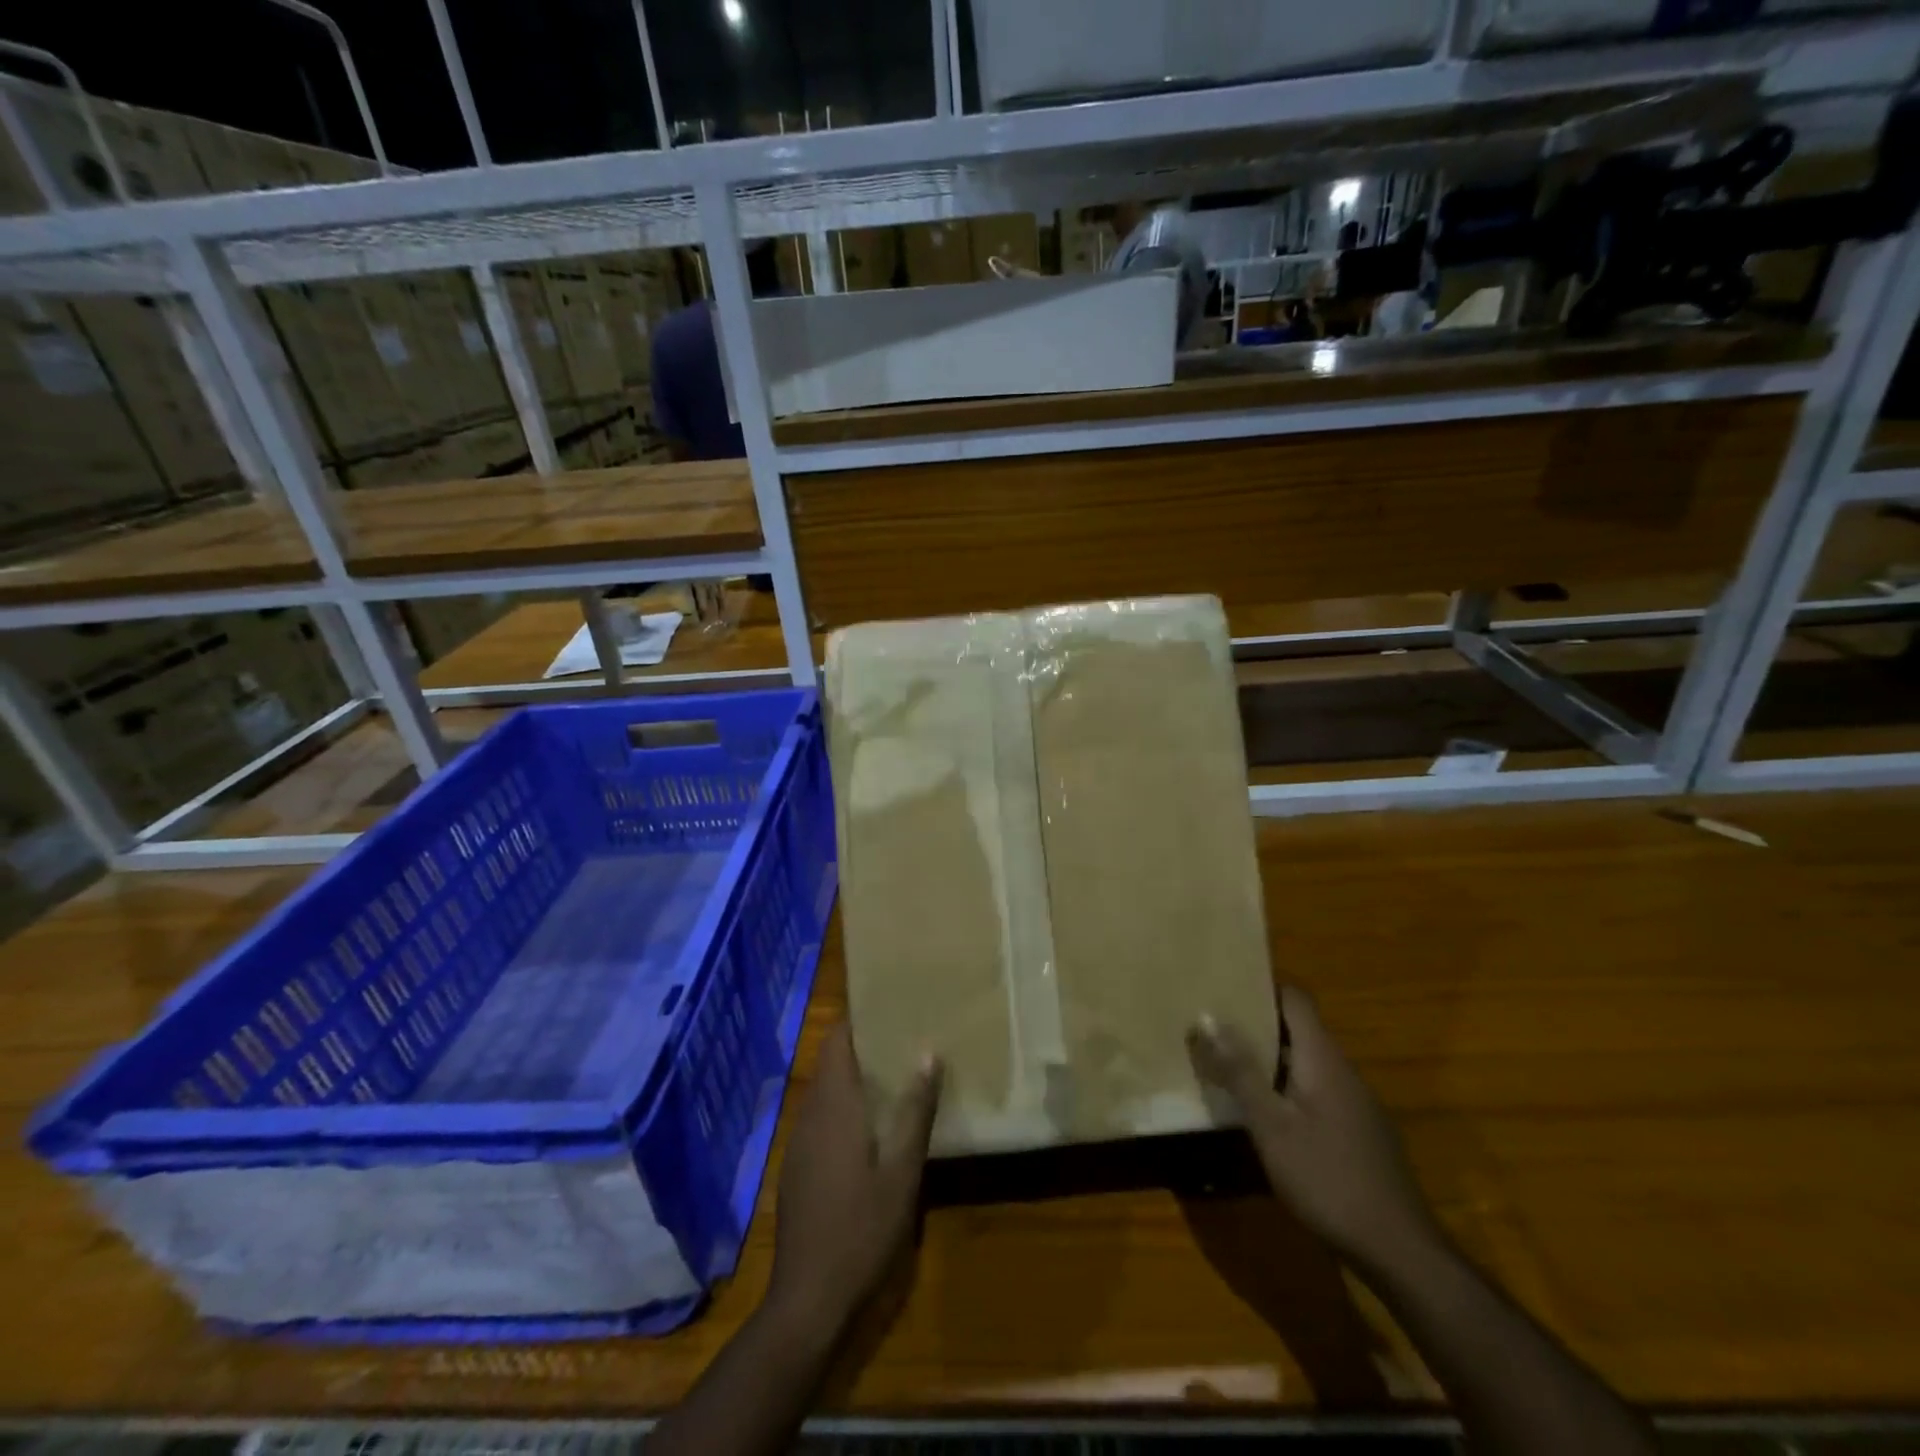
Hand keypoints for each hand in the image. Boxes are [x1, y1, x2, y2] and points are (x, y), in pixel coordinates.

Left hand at [766, 1024, 941, 1338]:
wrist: (808, 1300)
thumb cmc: (861, 1230)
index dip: (858, 1019)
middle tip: (904, 1035)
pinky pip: (822, 1117)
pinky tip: (872, 1124)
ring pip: (826, 1091)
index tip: (889, 1005)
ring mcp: (800, 1142)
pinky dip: (845, 1105)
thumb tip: (928, 1053)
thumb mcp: (901, 1171)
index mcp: (834, 1106)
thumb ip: (914, 1110)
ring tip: (896, 1071)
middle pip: (831, 1062)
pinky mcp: (799, 1167)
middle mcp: (811, 1114)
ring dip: (854, 1076)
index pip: (836, 1041)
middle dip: (863, 1045)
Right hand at [1189, 986, 1439, 1275]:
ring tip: (1227, 1065)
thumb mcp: (1271, 1126)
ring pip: (1307, 1063)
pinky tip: (1264, 1115)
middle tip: (1212, 1026)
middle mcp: (1344, 1071)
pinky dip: (1287, 1088)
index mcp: (1324, 1059)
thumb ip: (1240, 1071)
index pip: (1296, 999)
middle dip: (1256, 1024)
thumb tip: (1208, 1018)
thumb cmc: (1328, 1179)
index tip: (1223, 987)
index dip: (1261, 987)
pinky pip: (1317, 1091)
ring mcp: (1356, 1104)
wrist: (1400, 1253)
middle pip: (1299, 1029)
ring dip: (1269, 1059)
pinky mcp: (1360, 1133)